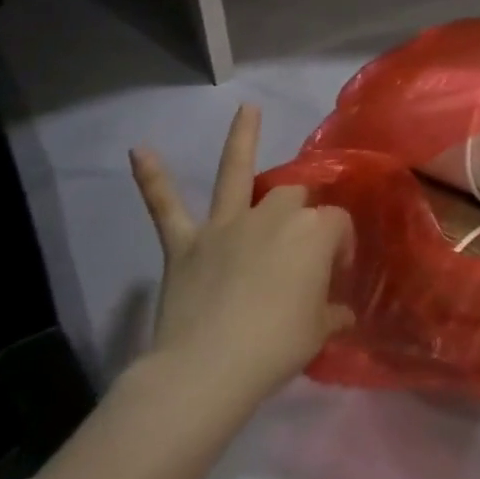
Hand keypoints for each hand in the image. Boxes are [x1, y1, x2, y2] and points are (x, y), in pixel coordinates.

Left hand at [129, 107, 353, 423]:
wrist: (208, 369)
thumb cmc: (277, 347)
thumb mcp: (319, 332)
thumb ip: (331, 314)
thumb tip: (341, 313)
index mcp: (314, 233)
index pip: (337, 225)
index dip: (341, 247)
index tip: (336, 277)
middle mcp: (274, 216)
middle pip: (294, 196)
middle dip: (302, 210)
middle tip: (301, 245)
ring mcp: (227, 226)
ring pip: (237, 174)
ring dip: (243, 139)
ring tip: (247, 109)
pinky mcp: (186, 244)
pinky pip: (167, 207)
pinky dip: (152, 179)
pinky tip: (138, 151)